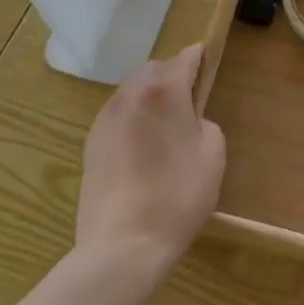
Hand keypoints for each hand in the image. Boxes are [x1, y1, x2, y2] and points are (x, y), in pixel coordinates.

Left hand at [75, 43, 225, 278]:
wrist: (122, 246)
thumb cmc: (177, 196)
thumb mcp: (213, 155)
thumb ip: (205, 124)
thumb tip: (190, 122)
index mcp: (164, 91)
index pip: (184, 58)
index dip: (198, 58)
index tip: (206, 62)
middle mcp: (131, 94)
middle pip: (154, 70)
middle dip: (171, 77)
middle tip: (187, 101)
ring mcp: (106, 118)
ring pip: (131, 91)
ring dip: (148, 98)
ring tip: (162, 126)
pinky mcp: (90, 144)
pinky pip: (116, 116)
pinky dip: (131, 119)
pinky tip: (140, 148)